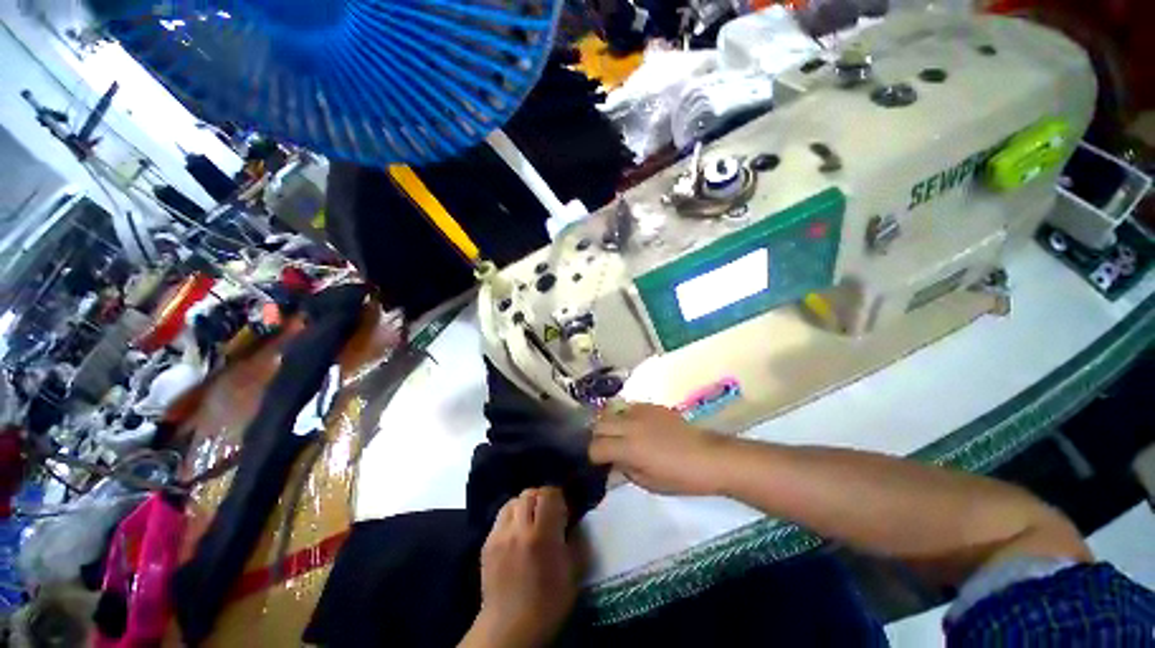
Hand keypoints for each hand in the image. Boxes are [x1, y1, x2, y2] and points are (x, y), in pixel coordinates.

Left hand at [463, 488, 580, 647]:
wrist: (510, 628)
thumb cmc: (548, 602)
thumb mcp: (573, 572)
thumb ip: (575, 540)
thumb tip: (575, 520)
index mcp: (541, 535)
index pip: (548, 494)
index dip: (558, 497)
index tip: (563, 510)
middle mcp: (518, 529)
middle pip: (529, 493)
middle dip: (541, 498)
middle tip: (548, 514)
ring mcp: (499, 535)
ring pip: (513, 501)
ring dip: (525, 505)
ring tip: (531, 520)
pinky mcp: (487, 543)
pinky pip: (501, 516)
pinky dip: (512, 517)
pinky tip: (517, 533)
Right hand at [588, 403, 728, 495]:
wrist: (709, 457)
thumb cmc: (681, 477)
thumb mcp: (649, 483)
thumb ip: (625, 469)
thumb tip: (614, 461)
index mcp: (629, 447)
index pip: (596, 446)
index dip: (593, 456)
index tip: (599, 462)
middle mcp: (630, 425)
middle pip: (599, 424)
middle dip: (597, 436)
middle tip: (605, 447)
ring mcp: (641, 412)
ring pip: (611, 411)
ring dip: (609, 424)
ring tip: (617, 434)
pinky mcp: (651, 405)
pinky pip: (629, 407)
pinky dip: (625, 416)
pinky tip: (635, 426)